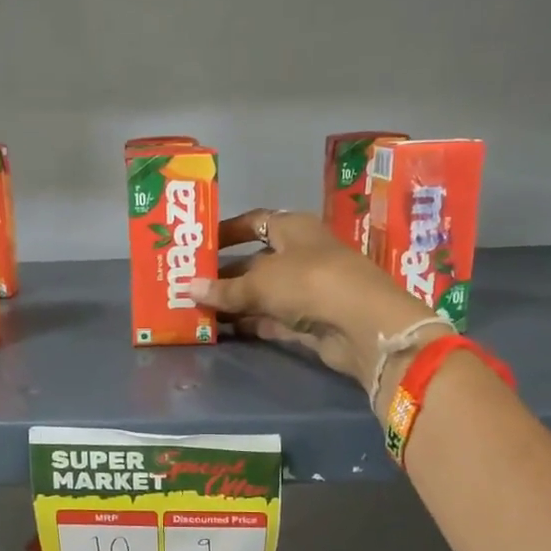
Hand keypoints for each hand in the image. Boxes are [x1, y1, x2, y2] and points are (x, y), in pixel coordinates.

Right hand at [193, 210, 432, 401]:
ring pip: (261, 294)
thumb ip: (224, 288)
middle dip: (224, 274)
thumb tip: (188, 288)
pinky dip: (248, 323)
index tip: (199, 244)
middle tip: (188, 284)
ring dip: (233, 302)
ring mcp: (306, 290)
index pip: (255, 222)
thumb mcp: (260, 281)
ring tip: (195, 309)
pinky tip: (220, 329)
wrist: (362, 325)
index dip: (227, 231)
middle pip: (255, 261)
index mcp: (293, 229)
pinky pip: (270, 319)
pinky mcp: (308, 321)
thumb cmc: (309, 282)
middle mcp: (300, 255)